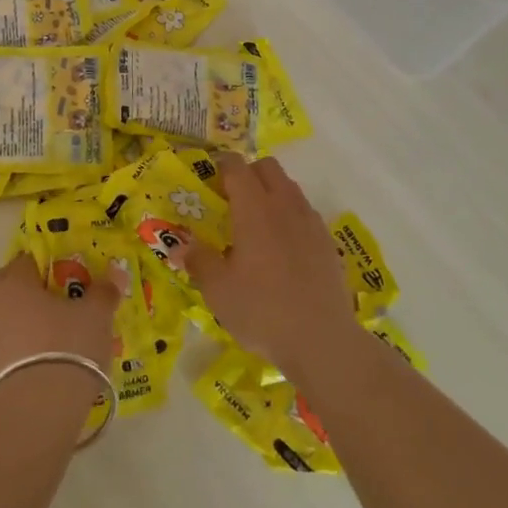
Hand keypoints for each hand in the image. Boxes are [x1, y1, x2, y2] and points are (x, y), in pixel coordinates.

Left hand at [0, 252, 119, 389]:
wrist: (37, 407)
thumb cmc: (67, 346)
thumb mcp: (95, 315)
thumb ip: (104, 290)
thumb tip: (115, 272)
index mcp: (10, 279)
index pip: (31, 261)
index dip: (55, 272)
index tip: (74, 287)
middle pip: (14, 288)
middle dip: (35, 296)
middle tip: (64, 313)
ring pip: (6, 317)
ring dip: (25, 323)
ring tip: (55, 342)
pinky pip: (2, 345)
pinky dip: (18, 347)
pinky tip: (41, 363)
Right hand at [185, 154, 356, 377]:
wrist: (322, 341)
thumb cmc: (262, 311)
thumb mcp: (217, 290)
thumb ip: (197, 260)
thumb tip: (179, 244)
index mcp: (255, 209)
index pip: (237, 167)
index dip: (220, 165)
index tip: (207, 179)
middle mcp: (285, 206)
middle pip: (268, 167)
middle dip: (247, 173)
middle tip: (229, 200)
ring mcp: (311, 223)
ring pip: (290, 188)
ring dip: (270, 193)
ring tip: (254, 225)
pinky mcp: (327, 243)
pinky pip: (305, 213)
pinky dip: (289, 216)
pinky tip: (280, 249)